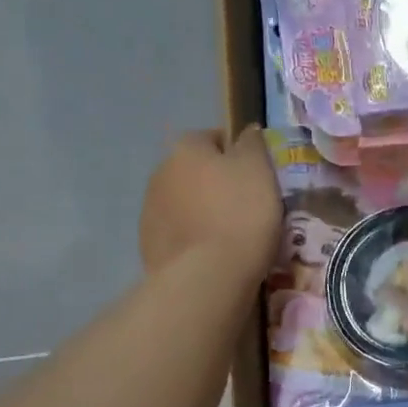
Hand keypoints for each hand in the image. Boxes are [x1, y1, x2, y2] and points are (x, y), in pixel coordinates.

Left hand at [139, 127, 280, 281]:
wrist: (207, 276)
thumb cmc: (240, 213)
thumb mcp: (259, 169)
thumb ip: (252, 143)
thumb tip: (247, 130)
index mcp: (187, 148)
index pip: (214, 137)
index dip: (238, 154)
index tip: (258, 176)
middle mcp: (160, 172)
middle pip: (196, 170)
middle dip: (217, 182)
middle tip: (247, 204)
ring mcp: (149, 210)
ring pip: (185, 201)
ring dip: (203, 209)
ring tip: (231, 232)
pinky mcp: (148, 244)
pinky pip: (178, 231)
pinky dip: (193, 235)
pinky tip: (213, 252)